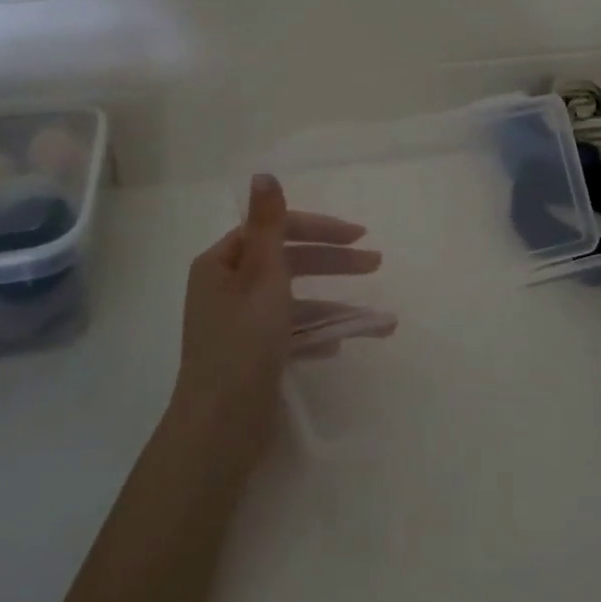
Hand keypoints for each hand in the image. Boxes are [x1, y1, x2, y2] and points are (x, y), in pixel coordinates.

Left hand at [173, 173, 394, 463]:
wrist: (221, 427)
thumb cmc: (244, 343)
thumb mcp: (262, 276)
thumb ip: (269, 225)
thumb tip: (264, 174)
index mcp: (222, 264)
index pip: (276, 230)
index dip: (320, 229)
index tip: (360, 237)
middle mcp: (227, 289)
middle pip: (288, 262)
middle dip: (334, 264)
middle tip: (376, 264)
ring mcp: (239, 324)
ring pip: (295, 301)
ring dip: (334, 307)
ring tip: (379, 321)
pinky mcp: (251, 356)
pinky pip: (290, 333)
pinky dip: (316, 335)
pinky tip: (340, 345)